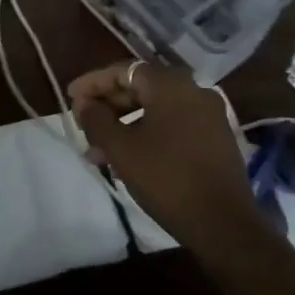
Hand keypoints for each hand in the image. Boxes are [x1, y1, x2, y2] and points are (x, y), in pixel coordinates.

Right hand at [68, 62, 257, 250]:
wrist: (223, 223)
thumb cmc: (166, 178)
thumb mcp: (121, 148)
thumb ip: (96, 120)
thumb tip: (83, 104)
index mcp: (170, 84)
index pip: (123, 71)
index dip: (93, 83)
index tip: (70, 97)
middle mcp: (193, 90)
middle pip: (141, 88)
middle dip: (108, 106)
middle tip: (84, 125)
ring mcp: (209, 115)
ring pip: (156, 110)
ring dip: (125, 125)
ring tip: (100, 151)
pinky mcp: (216, 138)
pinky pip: (174, 125)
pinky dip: (148, 134)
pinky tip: (130, 159)